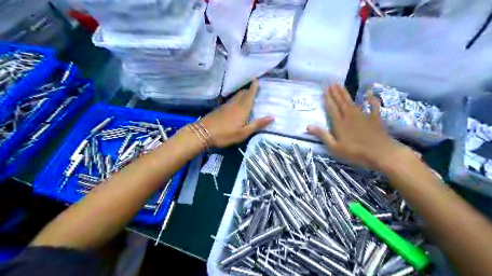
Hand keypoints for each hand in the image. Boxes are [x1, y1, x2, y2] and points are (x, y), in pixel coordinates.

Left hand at [200, 80, 275, 148]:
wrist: (203, 133)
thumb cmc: (225, 134)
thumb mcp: (243, 133)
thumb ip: (257, 124)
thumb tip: (272, 117)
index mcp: (242, 108)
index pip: (250, 95)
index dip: (254, 87)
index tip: (257, 79)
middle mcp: (235, 104)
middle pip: (243, 93)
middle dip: (249, 90)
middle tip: (255, 88)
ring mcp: (226, 106)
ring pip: (237, 96)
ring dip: (243, 94)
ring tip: (248, 94)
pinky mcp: (220, 109)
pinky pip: (232, 100)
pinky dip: (237, 99)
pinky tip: (237, 104)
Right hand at [307, 84, 412, 170]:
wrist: (381, 153)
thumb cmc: (355, 153)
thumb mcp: (335, 147)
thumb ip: (322, 135)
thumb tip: (308, 126)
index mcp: (340, 123)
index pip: (331, 108)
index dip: (328, 98)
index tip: (325, 88)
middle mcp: (350, 116)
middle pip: (341, 102)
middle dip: (335, 92)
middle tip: (331, 82)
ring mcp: (363, 116)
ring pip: (352, 102)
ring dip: (346, 93)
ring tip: (341, 85)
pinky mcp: (375, 119)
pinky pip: (373, 106)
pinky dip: (371, 99)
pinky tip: (369, 93)